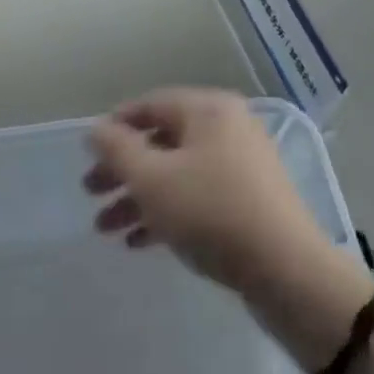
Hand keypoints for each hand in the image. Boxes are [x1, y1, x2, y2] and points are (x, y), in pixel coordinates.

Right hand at [83, 88, 327, 297]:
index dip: (115, 127)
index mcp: (208, 109)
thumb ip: (118, 150)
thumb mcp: (153, 179)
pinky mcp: (249, 199)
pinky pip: (198, 195)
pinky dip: (168, 212)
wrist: (286, 269)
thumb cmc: (211, 211)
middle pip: (162, 141)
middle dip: (122, 169)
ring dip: (139, 197)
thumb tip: (96, 129)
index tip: (87, 154)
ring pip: (177, 172)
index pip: (150, 105)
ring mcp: (242, 163)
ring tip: (106, 229)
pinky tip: (139, 243)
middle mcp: (227, 127)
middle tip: (90, 194)